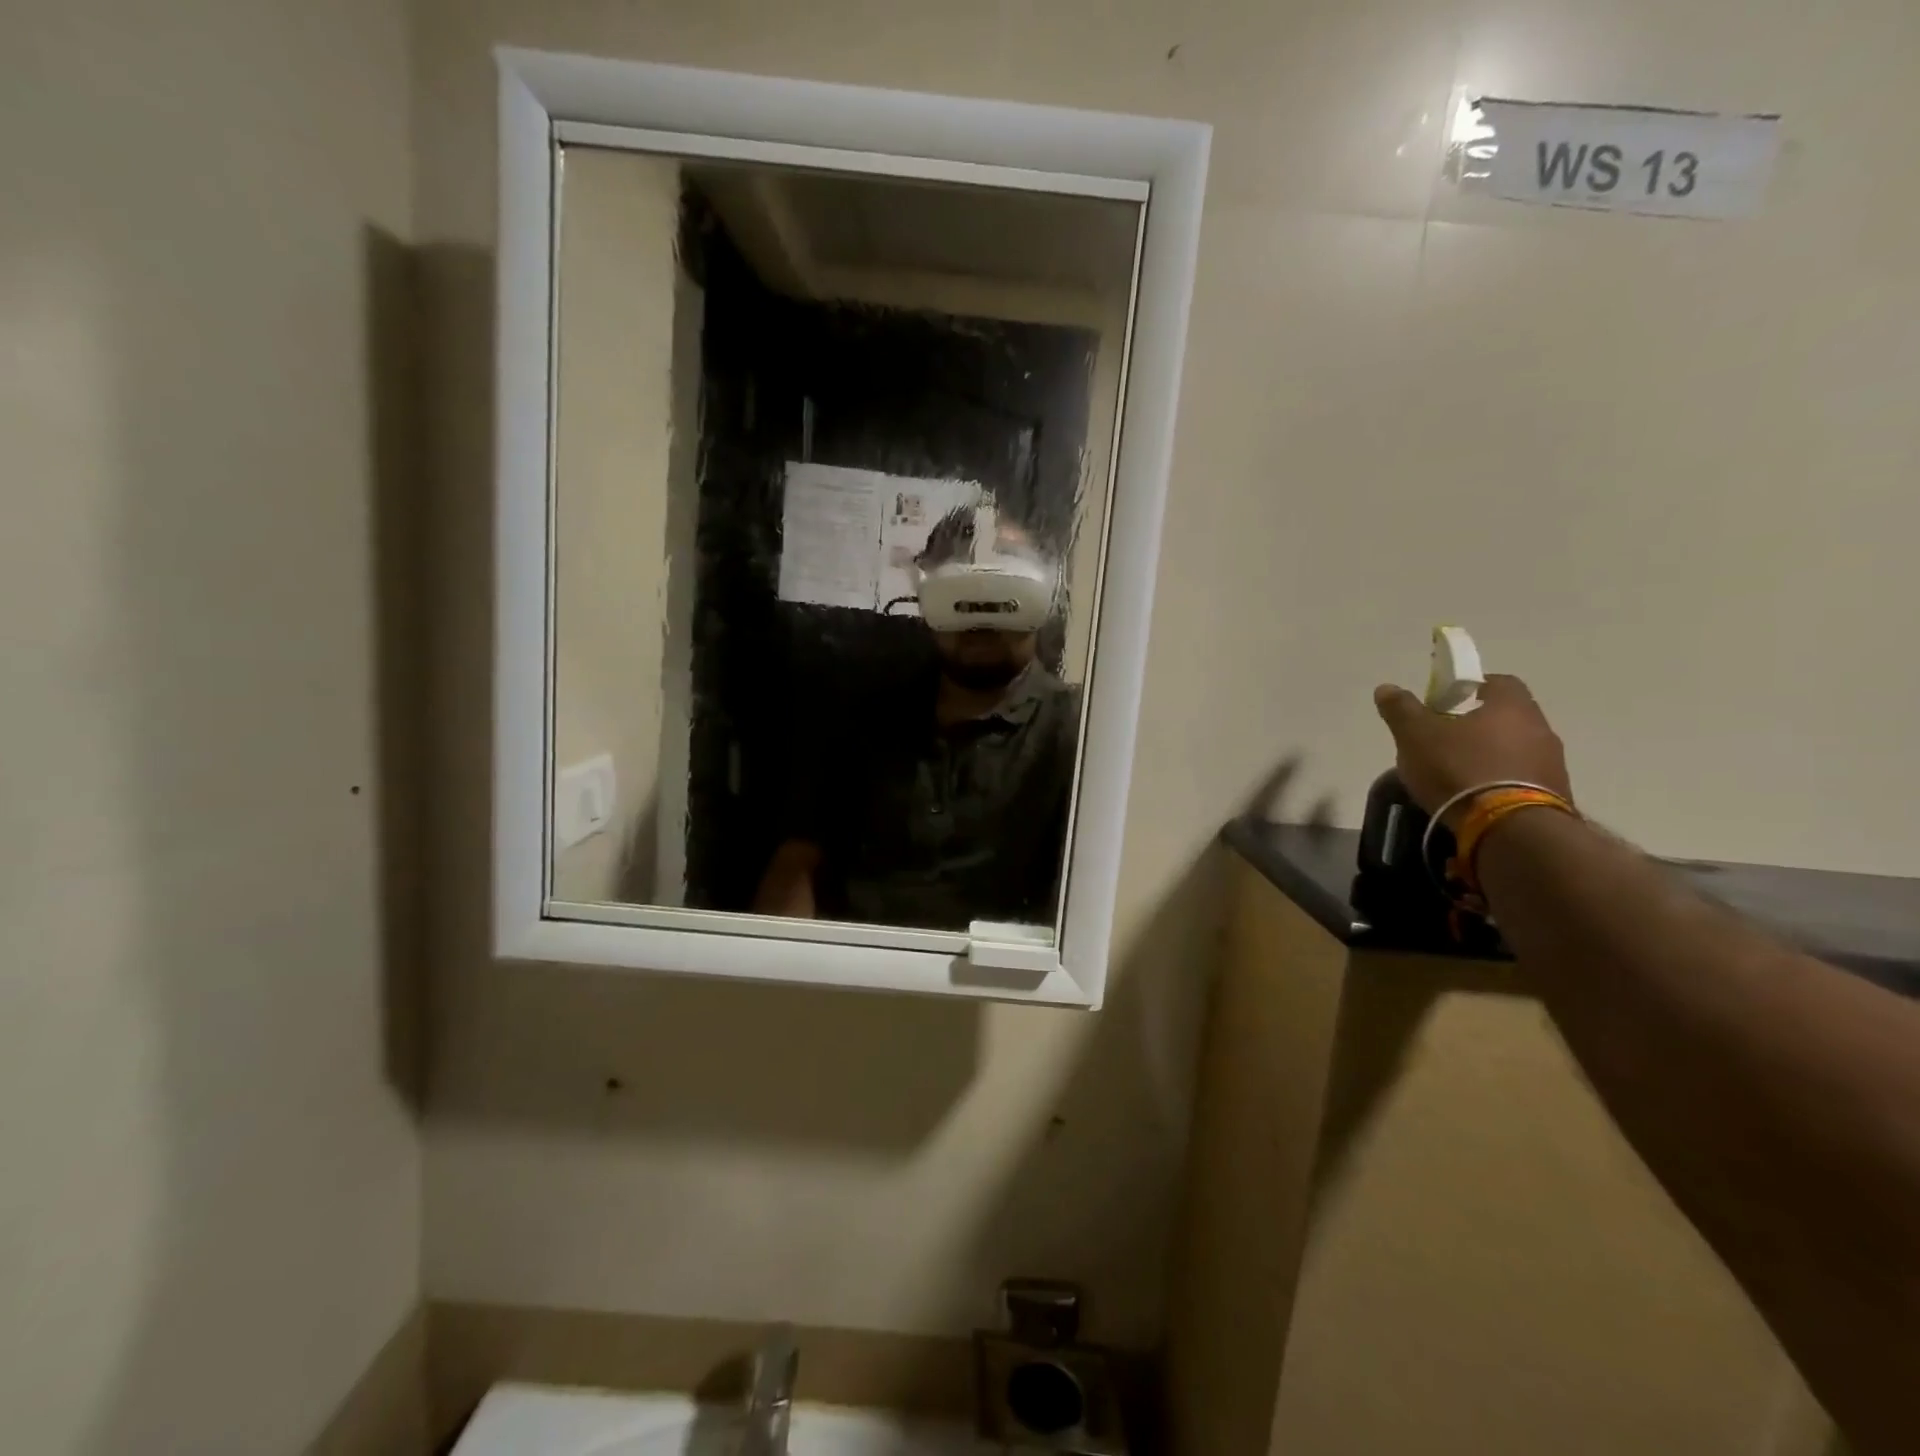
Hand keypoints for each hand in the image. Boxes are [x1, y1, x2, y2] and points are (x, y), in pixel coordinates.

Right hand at [1372, 674, 1573, 821]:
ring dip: (1492, 755)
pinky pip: (1524, 778)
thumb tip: (1387, 688)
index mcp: (1511, 705)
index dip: (1471, 688)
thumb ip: (1401, 709)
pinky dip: (1502, 781)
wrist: (1509, 827)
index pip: (1498, 681)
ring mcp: (1552, 763)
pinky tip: (1478, 797)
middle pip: (1508, 716)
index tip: (1446, 702)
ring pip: (1517, 748)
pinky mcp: (1554, 795)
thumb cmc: (1459, 768)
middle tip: (1445, 739)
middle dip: (1478, 724)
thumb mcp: (1415, 736)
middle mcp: (1540, 727)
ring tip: (1459, 774)